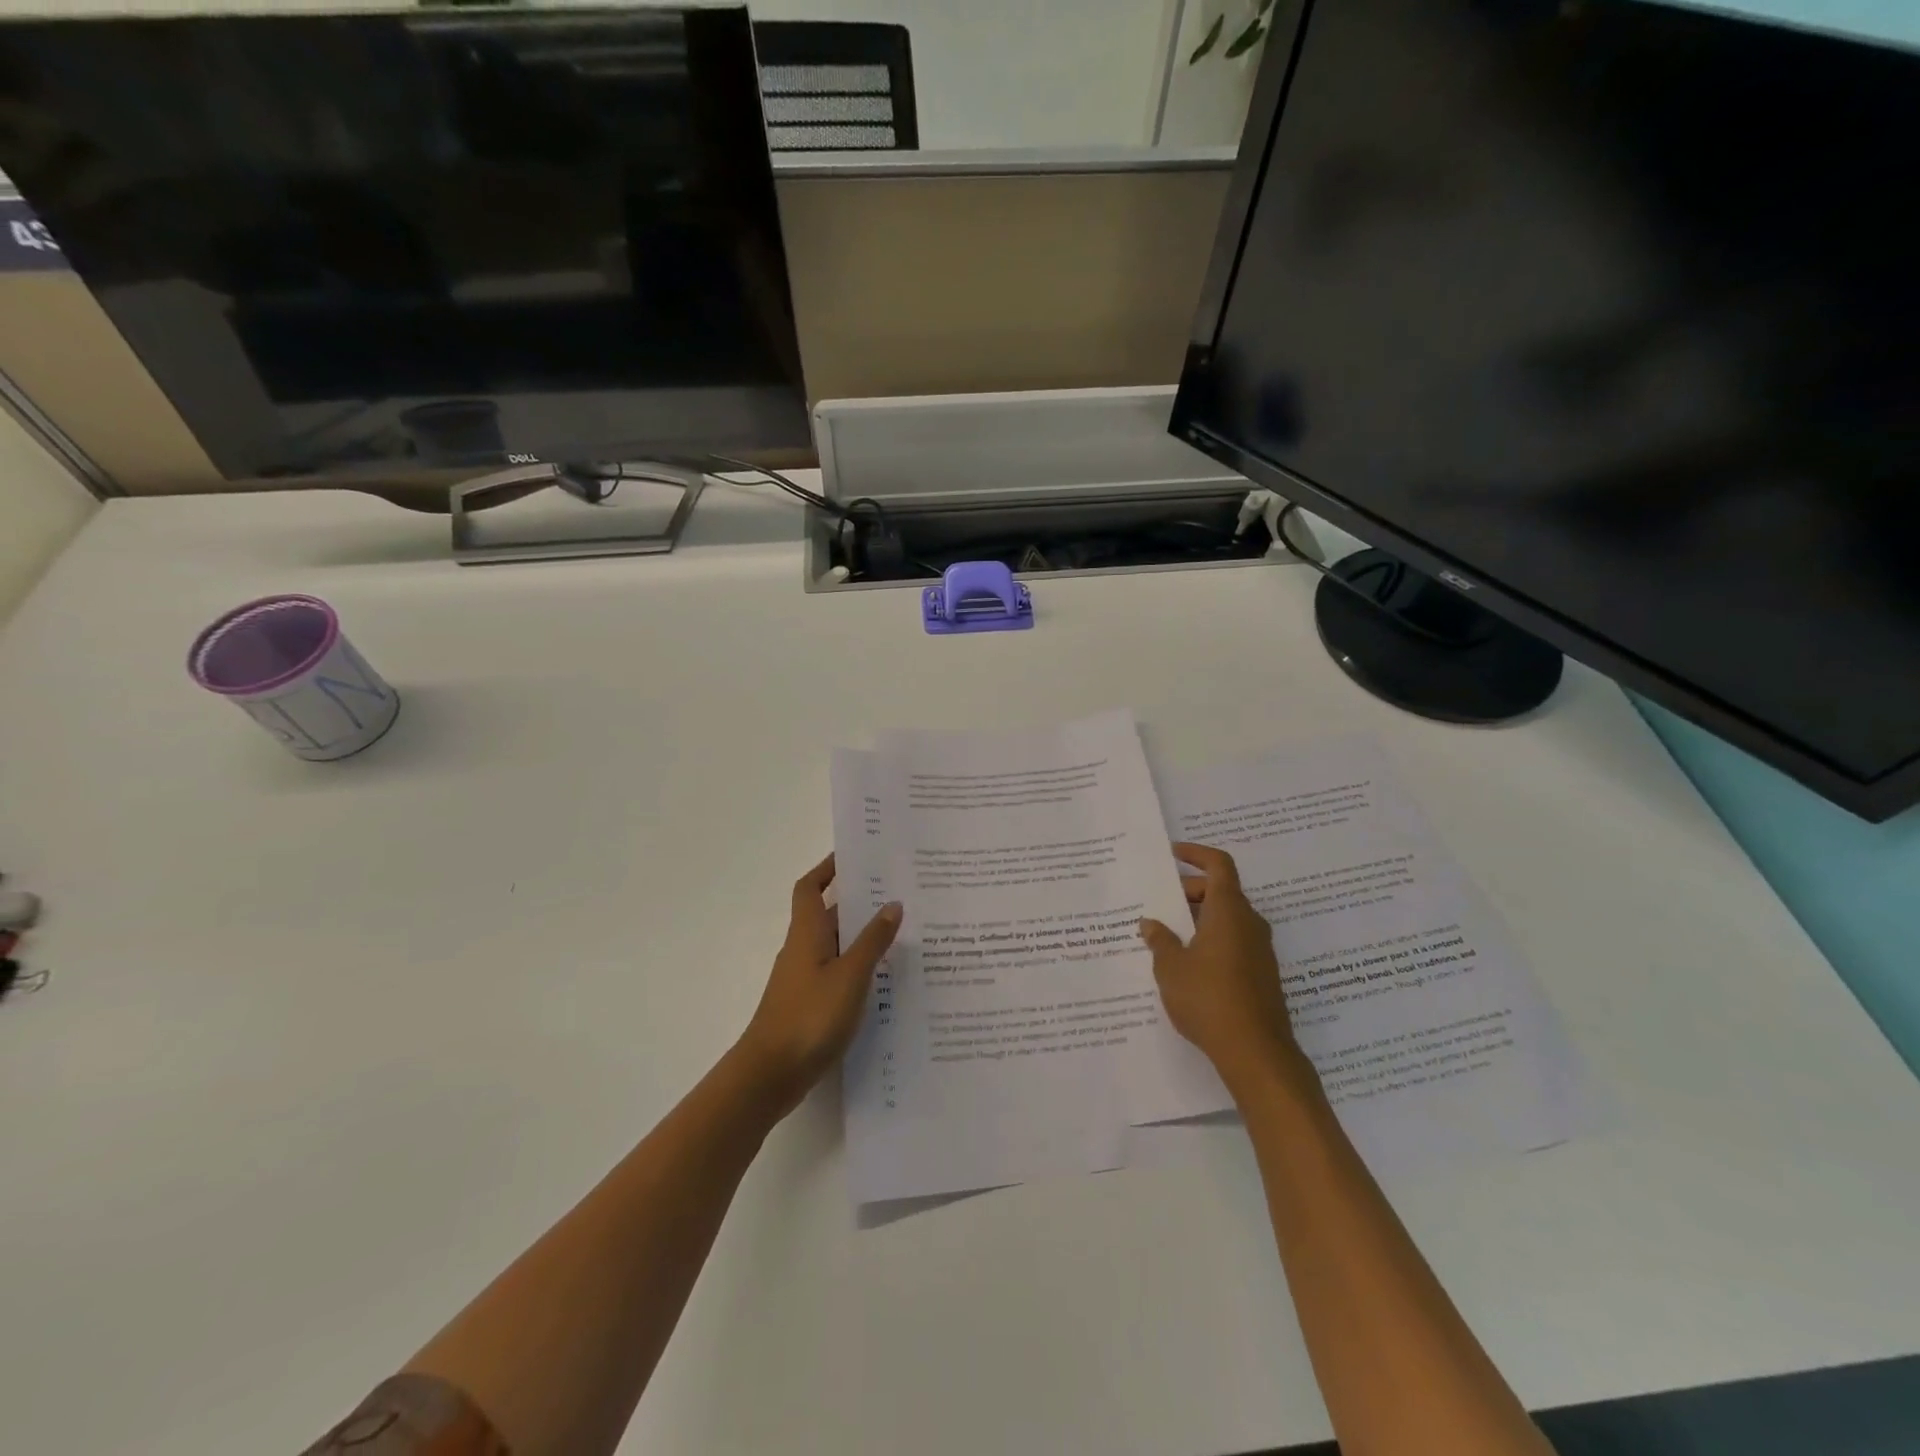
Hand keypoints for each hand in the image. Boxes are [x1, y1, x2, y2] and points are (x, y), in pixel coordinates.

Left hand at [736, 854, 901, 1117]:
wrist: (769, 1075)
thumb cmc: (809, 1016)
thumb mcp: (850, 975)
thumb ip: (872, 941)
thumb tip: (892, 904)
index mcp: (807, 933)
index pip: (811, 888)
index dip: (827, 868)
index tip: (855, 856)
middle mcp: (803, 949)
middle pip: (829, 914)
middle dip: (859, 901)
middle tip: (898, 892)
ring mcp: (805, 978)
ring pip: (836, 945)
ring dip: (862, 936)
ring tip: (903, 931)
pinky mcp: (809, 1004)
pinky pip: (837, 972)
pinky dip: (858, 967)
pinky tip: (886, 978)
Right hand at [1140, 843, 1305, 1095]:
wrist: (1256, 1053)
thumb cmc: (1209, 998)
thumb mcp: (1171, 967)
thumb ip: (1160, 940)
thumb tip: (1151, 923)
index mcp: (1229, 911)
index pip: (1219, 865)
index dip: (1196, 854)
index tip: (1173, 853)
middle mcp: (1249, 924)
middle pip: (1222, 891)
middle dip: (1190, 891)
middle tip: (1160, 904)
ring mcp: (1260, 950)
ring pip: (1227, 919)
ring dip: (1199, 919)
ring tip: (1167, 934)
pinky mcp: (1262, 975)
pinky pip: (1233, 942)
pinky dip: (1211, 940)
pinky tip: (1187, 964)